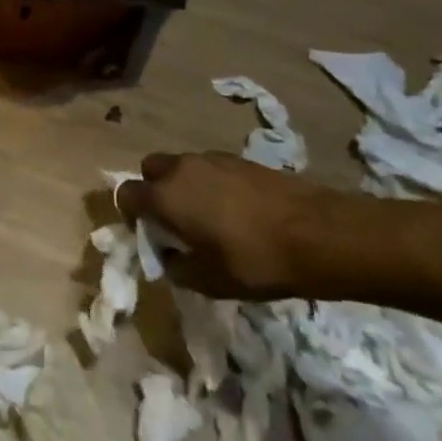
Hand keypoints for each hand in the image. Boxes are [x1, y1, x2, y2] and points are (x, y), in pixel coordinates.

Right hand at [118, 152, 346, 299]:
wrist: (316, 233)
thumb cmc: (254, 261)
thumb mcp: (209, 281)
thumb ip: (179, 269)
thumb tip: (170, 258)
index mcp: (165, 196)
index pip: (126, 193)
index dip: (129, 214)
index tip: (147, 234)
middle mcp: (181, 169)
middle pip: (151, 169)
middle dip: (154, 191)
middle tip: (174, 221)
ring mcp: (211, 159)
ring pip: (182, 167)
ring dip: (184, 186)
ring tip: (209, 219)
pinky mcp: (239, 159)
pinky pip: (209, 168)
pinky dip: (210, 184)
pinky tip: (235, 211)